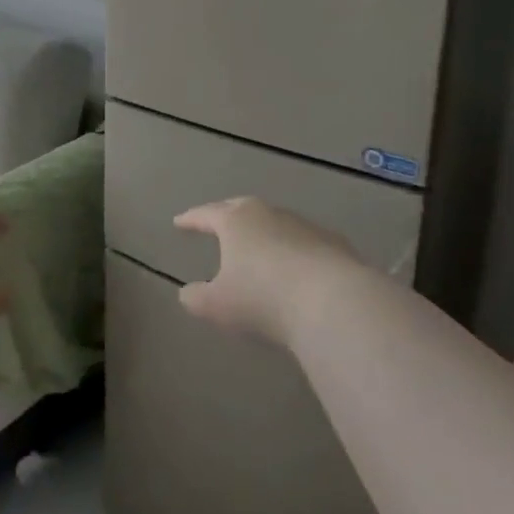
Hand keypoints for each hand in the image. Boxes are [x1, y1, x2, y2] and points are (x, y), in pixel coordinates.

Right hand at [173, 197, 359, 347]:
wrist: (333, 302)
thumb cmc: (264, 298)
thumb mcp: (218, 305)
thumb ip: (197, 298)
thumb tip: (187, 293)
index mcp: (235, 222)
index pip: (206, 214)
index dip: (191, 219)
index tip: (179, 222)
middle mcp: (268, 214)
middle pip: (242, 207)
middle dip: (226, 214)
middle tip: (217, 221)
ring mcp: (304, 225)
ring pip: (276, 222)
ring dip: (263, 232)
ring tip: (257, 246)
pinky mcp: (334, 243)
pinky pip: (304, 242)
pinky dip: (293, 249)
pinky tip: (295, 266)